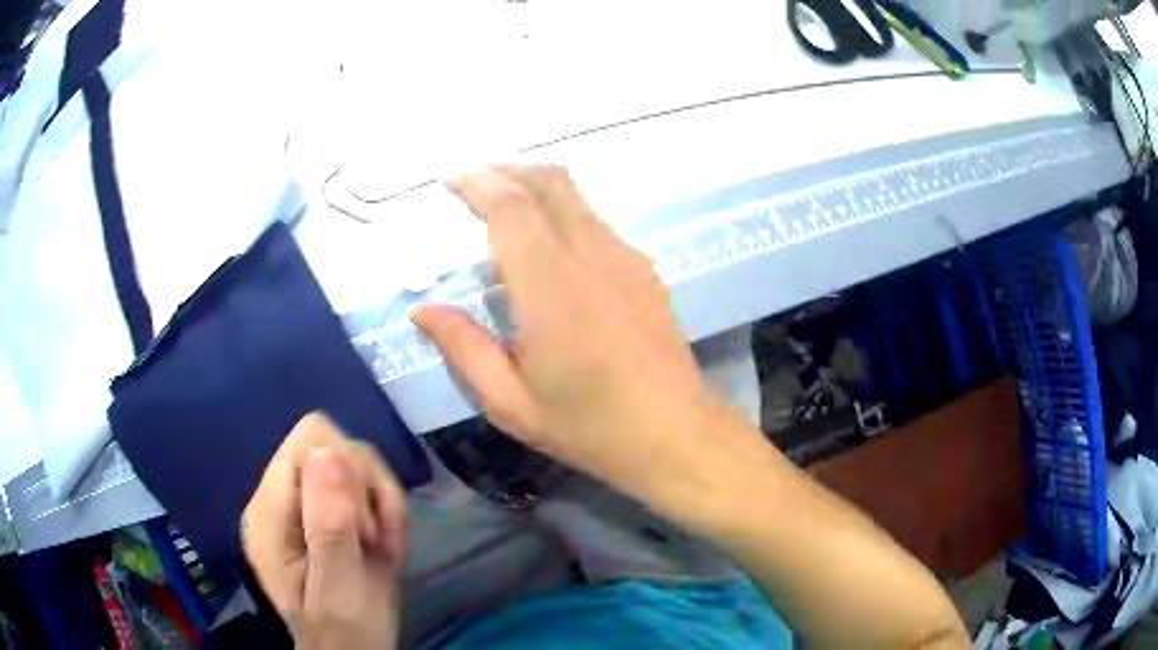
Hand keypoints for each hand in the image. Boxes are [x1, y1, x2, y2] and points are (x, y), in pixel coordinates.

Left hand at [241, 413, 405, 649]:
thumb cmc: (346, 630)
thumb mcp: (339, 587)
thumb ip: (328, 525)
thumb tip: (327, 453)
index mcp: (268, 511)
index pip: (310, 442)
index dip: (350, 475)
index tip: (365, 527)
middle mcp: (278, 496)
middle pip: (334, 446)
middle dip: (367, 491)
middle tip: (375, 542)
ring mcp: (300, 502)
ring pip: (353, 461)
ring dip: (380, 503)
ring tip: (380, 548)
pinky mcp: (322, 509)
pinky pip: (362, 483)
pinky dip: (382, 509)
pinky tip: (381, 546)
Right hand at [411, 166, 764, 499]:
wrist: (676, 434)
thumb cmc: (589, 426)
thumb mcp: (511, 403)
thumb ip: (464, 349)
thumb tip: (423, 311)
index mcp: (552, 289)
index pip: (513, 209)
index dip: (480, 184)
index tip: (452, 180)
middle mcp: (593, 257)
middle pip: (551, 184)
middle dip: (509, 170)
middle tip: (475, 181)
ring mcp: (627, 260)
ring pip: (578, 199)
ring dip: (537, 189)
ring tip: (504, 208)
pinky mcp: (645, 271)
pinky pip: (597, 223)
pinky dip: (564, 214)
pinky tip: (550, 248)